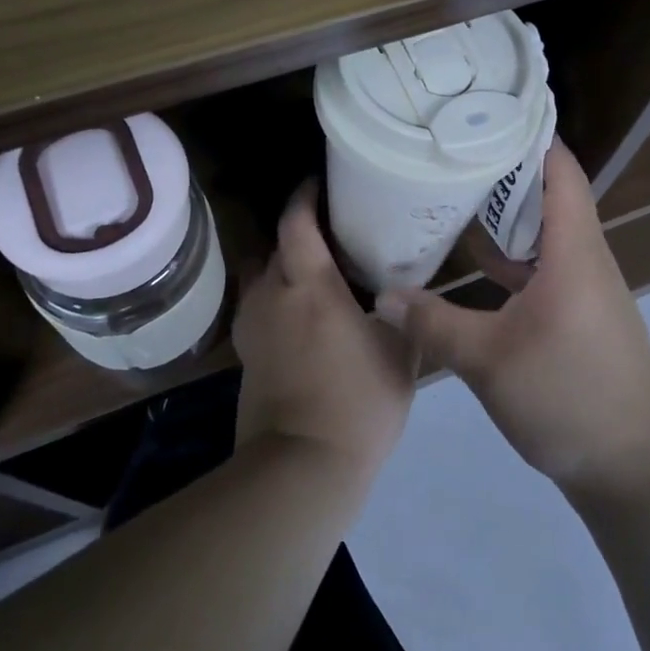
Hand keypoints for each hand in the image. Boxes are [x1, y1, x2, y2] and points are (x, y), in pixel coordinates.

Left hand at [233, 182, 414, 483]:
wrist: (301, 467)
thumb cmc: (358, 403)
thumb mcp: (400, 354)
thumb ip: (403, 314)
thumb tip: (403, 292)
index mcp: (310, 287)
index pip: (296, 223)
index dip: (305, 196)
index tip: (319, 183)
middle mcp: (273, 295)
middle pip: (275, 246)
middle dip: (297, 232)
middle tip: (331, 233)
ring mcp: (253, 326)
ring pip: (262, 276)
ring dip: (283, 266)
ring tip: (314, 273)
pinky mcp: (245, 354)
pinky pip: (258, 307)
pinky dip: (276, 298)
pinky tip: (298, 314)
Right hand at [377, 144, 649, 501]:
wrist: (632, 468)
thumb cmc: (567, 398)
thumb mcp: (488, 361)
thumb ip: (433, 323)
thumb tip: (382, 296)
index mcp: (574, 252)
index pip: (561, 171)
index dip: (531, 135)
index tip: (488, 111)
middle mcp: (586, 258)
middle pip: (551, 194)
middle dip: (506, 168)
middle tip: (455, 148)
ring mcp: (586, 288)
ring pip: (547, 232)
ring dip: (508, 212)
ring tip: (458, 191)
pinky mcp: (580, 314)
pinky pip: (546, 265)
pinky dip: (514, 254)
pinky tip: (477, 261)